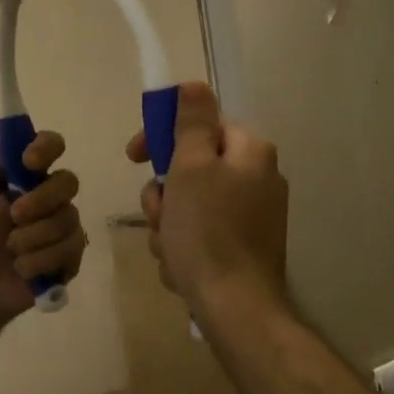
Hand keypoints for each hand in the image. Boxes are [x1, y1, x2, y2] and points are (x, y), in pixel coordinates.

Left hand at [0, 131, 86, 321]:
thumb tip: (20, 142)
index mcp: (29, 174)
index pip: (52, 144)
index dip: (46, 148)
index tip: (30, 162)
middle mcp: (52, 194)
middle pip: (68, 181)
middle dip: (40, 200)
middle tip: (14, 216)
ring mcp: (66, 224)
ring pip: (68, 219)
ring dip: (32, 236)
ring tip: (11, 249)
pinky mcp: (73, 254)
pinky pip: (70, 249)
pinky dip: (40, 260)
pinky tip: (23, 268)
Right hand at [126, 82, 288, 321]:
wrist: (235, 309)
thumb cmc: (208, 232)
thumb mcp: (192, 167)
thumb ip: (192, 123)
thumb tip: (195, 84)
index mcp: (251, 153)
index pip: (200, 125)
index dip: (163, 137)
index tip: (135, 156)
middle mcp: (258, 179)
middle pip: (191, 168)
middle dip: (164, 194)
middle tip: (158, 215)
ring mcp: (252, 217)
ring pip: (190, 205)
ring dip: (168, 224)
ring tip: (170, 249)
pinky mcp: (243, 248)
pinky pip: (200, 234)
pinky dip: (183, 246)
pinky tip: (181, 267)